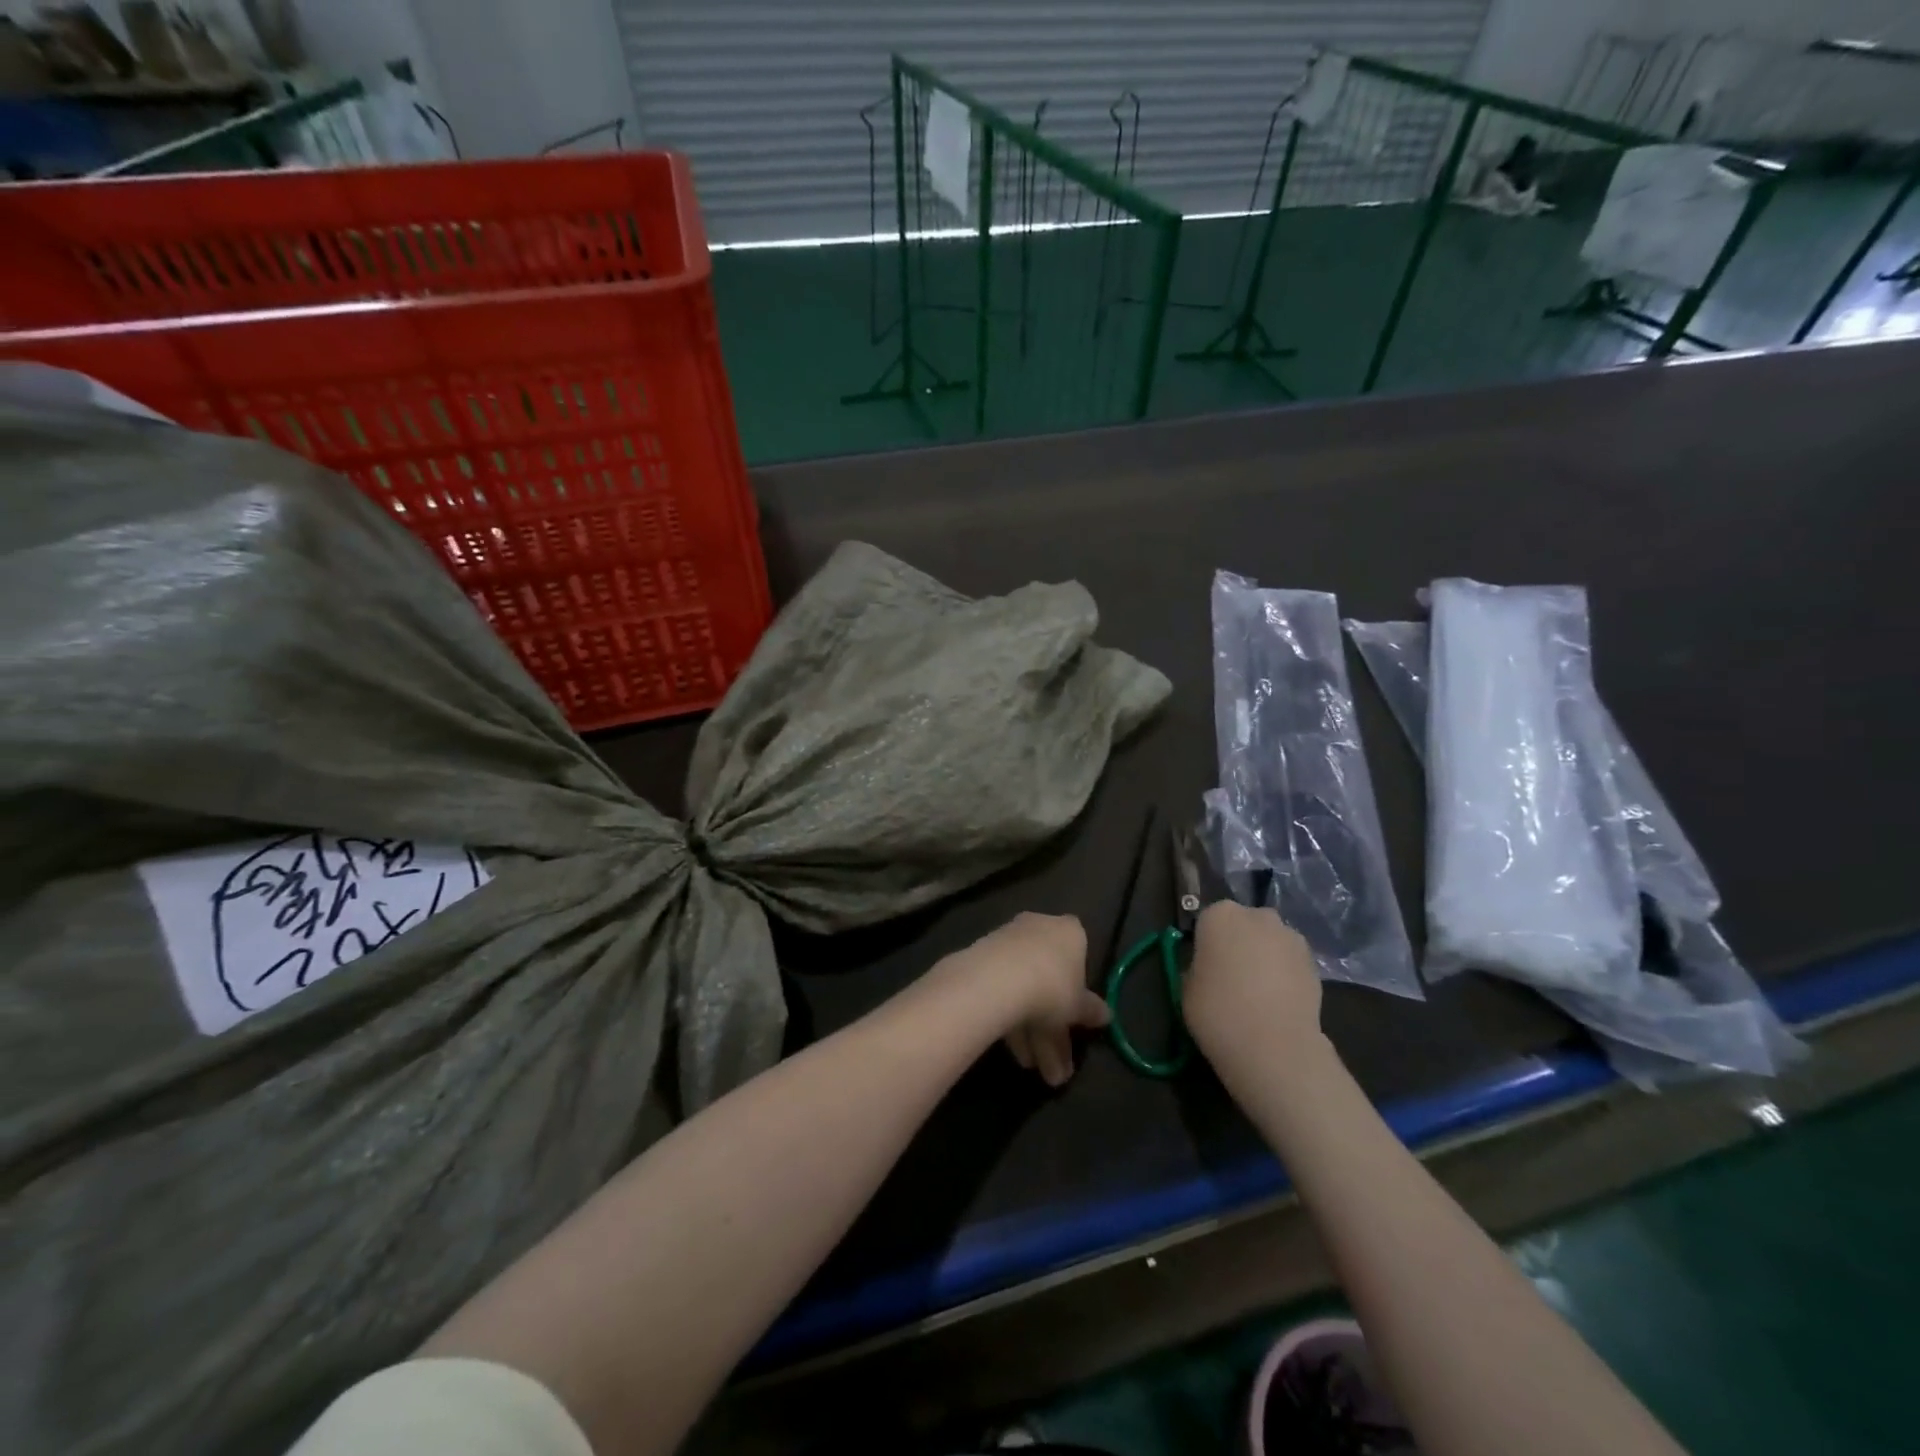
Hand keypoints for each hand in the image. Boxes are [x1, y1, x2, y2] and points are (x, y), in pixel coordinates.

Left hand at [934, 913, 1109, 1087]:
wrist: (997, 979)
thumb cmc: (1052, 986)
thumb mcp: (1079, 1007)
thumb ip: (1091, 1011)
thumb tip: (1106, 1016)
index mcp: (1069, 932)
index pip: (1080, 953)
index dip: (1079, 988)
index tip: (1077, 1017)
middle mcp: (1038, 928)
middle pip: (1050, 980)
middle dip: (1054, 1028)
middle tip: (1056, 1067)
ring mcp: (1008, 942)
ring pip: (1026, 990)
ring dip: (1033, 1034)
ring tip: (1034, 1070)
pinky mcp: (983, 958)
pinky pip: (1005, 992)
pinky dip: (1013, 1021)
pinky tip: (1016, 1054)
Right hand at [1182, 901, 1322, 1066]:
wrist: (1274, 1047)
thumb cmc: (1218, 1012)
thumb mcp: (1187, 989)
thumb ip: (1198, 969)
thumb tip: (1209, 971)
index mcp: (1219, 916)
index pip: (1209, 921)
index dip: (1207, 944)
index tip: (1205, 968)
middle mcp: (1257, 916)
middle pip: (1244, 925)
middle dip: (1239, 944)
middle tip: (1231, 978)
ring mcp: (1290, 938)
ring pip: (1270, 942)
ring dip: (1264, 958)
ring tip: (1258, 995)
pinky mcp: (1315, 964)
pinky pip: (1290, 963)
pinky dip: (1285, 976)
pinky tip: (1277, 1004)